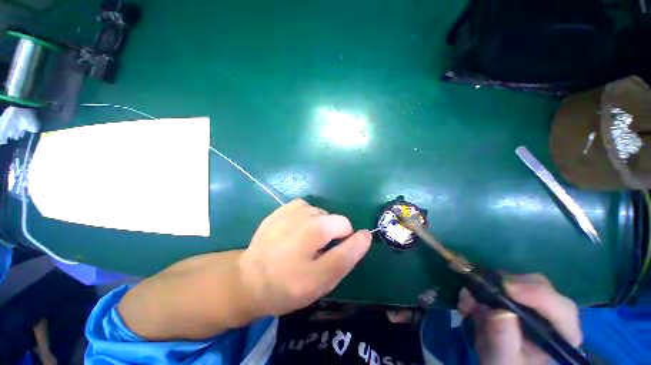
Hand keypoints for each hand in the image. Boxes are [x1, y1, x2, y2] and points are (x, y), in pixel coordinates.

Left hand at [239, 199, 371, 316]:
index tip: (328, 256)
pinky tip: (295, 231)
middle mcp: (306, 214)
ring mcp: (292, 209)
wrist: (249, 280)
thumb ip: (347, 256)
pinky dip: (306, 219)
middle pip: (334, 219)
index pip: (347, 227)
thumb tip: (365, 235)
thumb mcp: (322, 280)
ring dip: (318, 226)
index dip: (343, 243)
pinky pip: (306, 208)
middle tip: (314, 253)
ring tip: (303, 244)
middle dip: (331, 235)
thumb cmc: (287, 285)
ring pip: (321, 213)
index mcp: (317, 230)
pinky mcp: (282, 209)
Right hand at [458, 274, 581, 364]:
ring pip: (515, 279)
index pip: (562, 309)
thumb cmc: (504, 364)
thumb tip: (500, 312)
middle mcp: (550, 314)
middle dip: (506, 285)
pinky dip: (480, 286)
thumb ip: (503, 341)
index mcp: (560, 335)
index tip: (506, 289)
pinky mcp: (513, 295)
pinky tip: (467, 301)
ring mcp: (532, 302)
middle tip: (480, 291)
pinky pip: (497, 280)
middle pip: (538, 286)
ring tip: (467, 302)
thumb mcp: (501, 360)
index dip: (538, 295)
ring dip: (487, 285)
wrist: (496, 361)